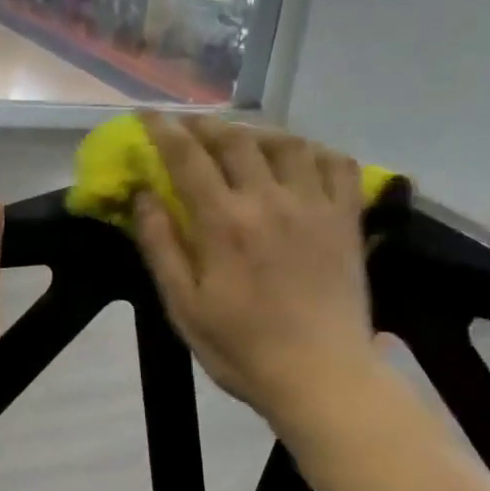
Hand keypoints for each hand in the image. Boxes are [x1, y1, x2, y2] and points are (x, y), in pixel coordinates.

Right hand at [132, 113, 379, 427]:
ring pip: (287, 143)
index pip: (187, 157)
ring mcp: (314, 206)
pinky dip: (317, 151)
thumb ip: (161, 246)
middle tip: (190, 126)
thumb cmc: (243, 349)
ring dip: (258, 132)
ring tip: (243, 139)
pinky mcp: (346, 219)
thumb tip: (142, 195)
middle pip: (235, 140)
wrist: (321, 376)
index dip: (163, 129)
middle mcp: (269, 201)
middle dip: (206, 125)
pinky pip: (338, 165)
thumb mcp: (184, 306)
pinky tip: (301, 158)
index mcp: (224, 223)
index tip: (148, 114)